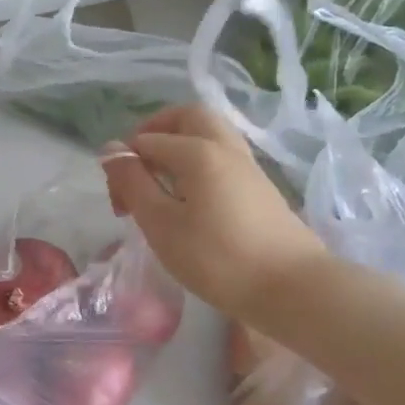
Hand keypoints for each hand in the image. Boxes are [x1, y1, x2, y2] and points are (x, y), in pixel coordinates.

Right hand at [100, 105, 326, 321]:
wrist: (293, 288)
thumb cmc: (217, 259)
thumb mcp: (161, 224)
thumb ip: (133, 184)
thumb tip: (111, 150)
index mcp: (197, 151)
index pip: (147, 140)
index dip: (124, 165)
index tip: (118, 204)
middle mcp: (224, 146)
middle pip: (187, 117)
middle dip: (155, 132)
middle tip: (139, 166)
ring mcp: (246, 165)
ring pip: (208, 133)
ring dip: (178, 145)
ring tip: (162, 183)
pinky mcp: (259, 185)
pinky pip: (221, 155)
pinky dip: (198, 161)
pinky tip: (189, 197)